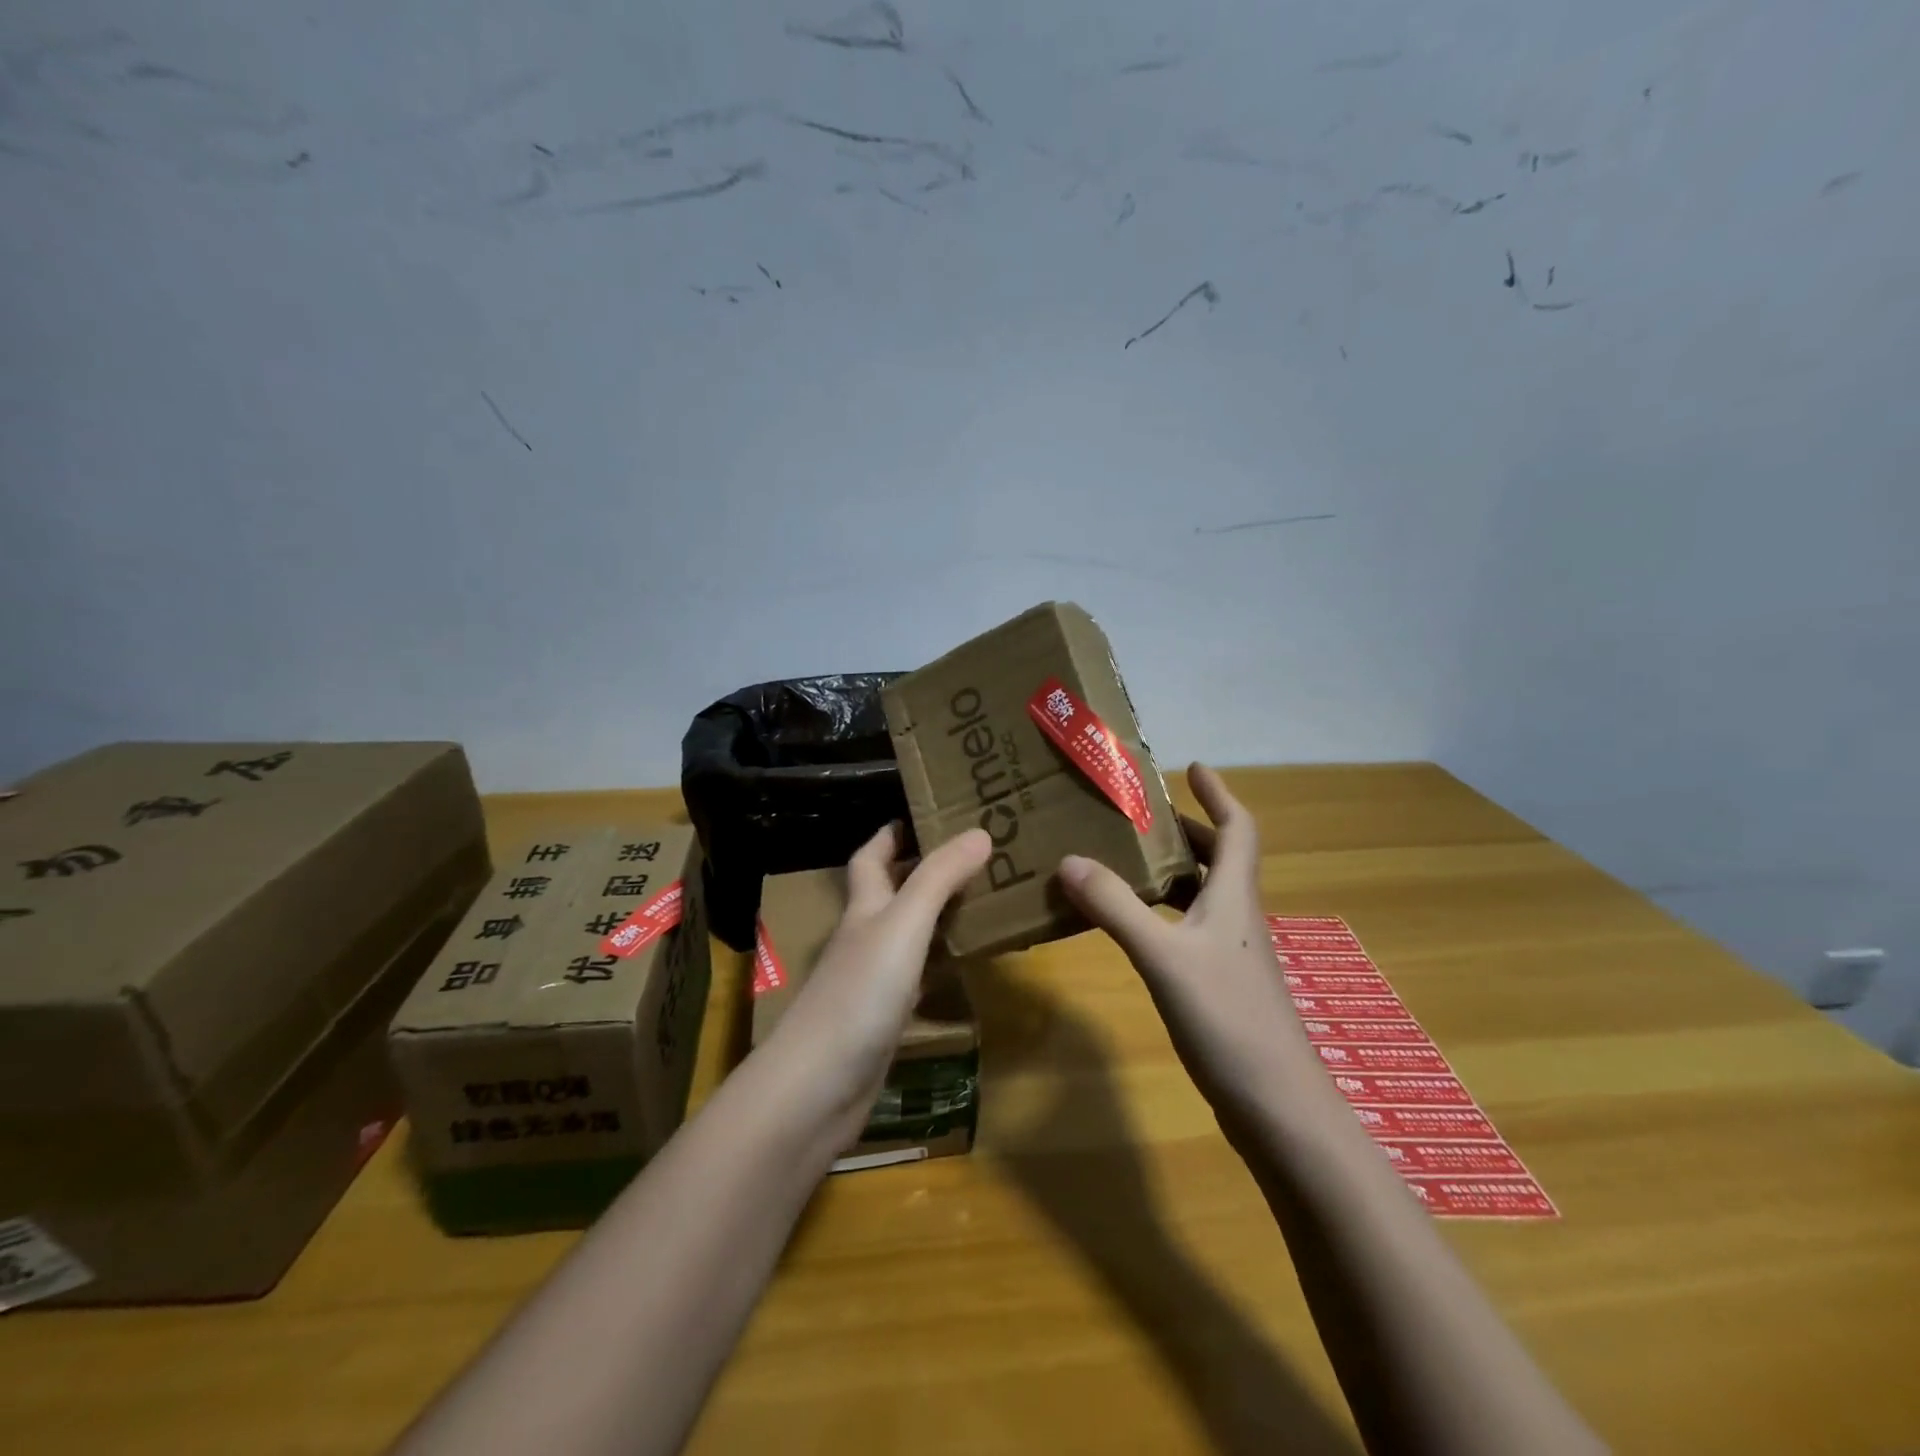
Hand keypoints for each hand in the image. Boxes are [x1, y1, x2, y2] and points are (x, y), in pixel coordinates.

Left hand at [760, 823, 990, 1146]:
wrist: (818, 1087)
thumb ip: (939, 878)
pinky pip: (916, 976)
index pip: (871, 857)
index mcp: (863, 908)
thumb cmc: (859, 993)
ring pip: (905, 934)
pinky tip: (962, 965)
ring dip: (934, 915)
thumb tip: (979, 831)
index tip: (926, 813)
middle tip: (972, 855)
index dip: (892, 833)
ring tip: (979, 899)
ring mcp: (871, 980)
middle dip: (921, 870)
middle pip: (889, 892)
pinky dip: (938, 963)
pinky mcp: (883, 1019)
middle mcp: (864, 937)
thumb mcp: (903, 924)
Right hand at [1056, 764, 1330, 1136]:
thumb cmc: (1228, 1019)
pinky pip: (1190, 930)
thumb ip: (1116, 907)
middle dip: (1186, 831)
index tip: (1192, 767)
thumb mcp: (1163, 957)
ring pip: (1204, 896)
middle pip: (1219, 859)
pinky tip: (1133, 928)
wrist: (1279, 1108)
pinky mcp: (1222, 987)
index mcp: (1234, 897)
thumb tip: (1069, 860)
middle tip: (1140, 817)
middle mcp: (1237, 918)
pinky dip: (1164, 914)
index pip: (1238, 829)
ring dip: (1173, 872)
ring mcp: (1232, 955)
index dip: (1219, 794)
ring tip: (1126, 862)